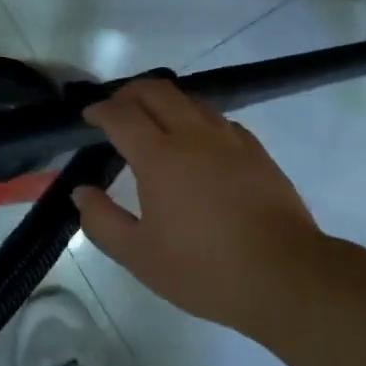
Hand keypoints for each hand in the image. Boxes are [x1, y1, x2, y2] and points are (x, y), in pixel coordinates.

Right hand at [72, 78, 328, 334]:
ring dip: (164, 101)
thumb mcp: (139, 256)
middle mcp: (194, 136)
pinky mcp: (256, 151)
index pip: (122, 116)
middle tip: (116, 108)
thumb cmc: (204, 268)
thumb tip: (81, 193)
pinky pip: (219, 119)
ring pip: (191, 100)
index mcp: (159, 157)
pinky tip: (197, 141)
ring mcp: (230, 139)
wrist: (284, 273)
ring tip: (153, 120)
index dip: (100, 110)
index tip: (88, 116)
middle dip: (130, 93)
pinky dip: (196, 118)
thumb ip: (102, 221)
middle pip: (157, 92)